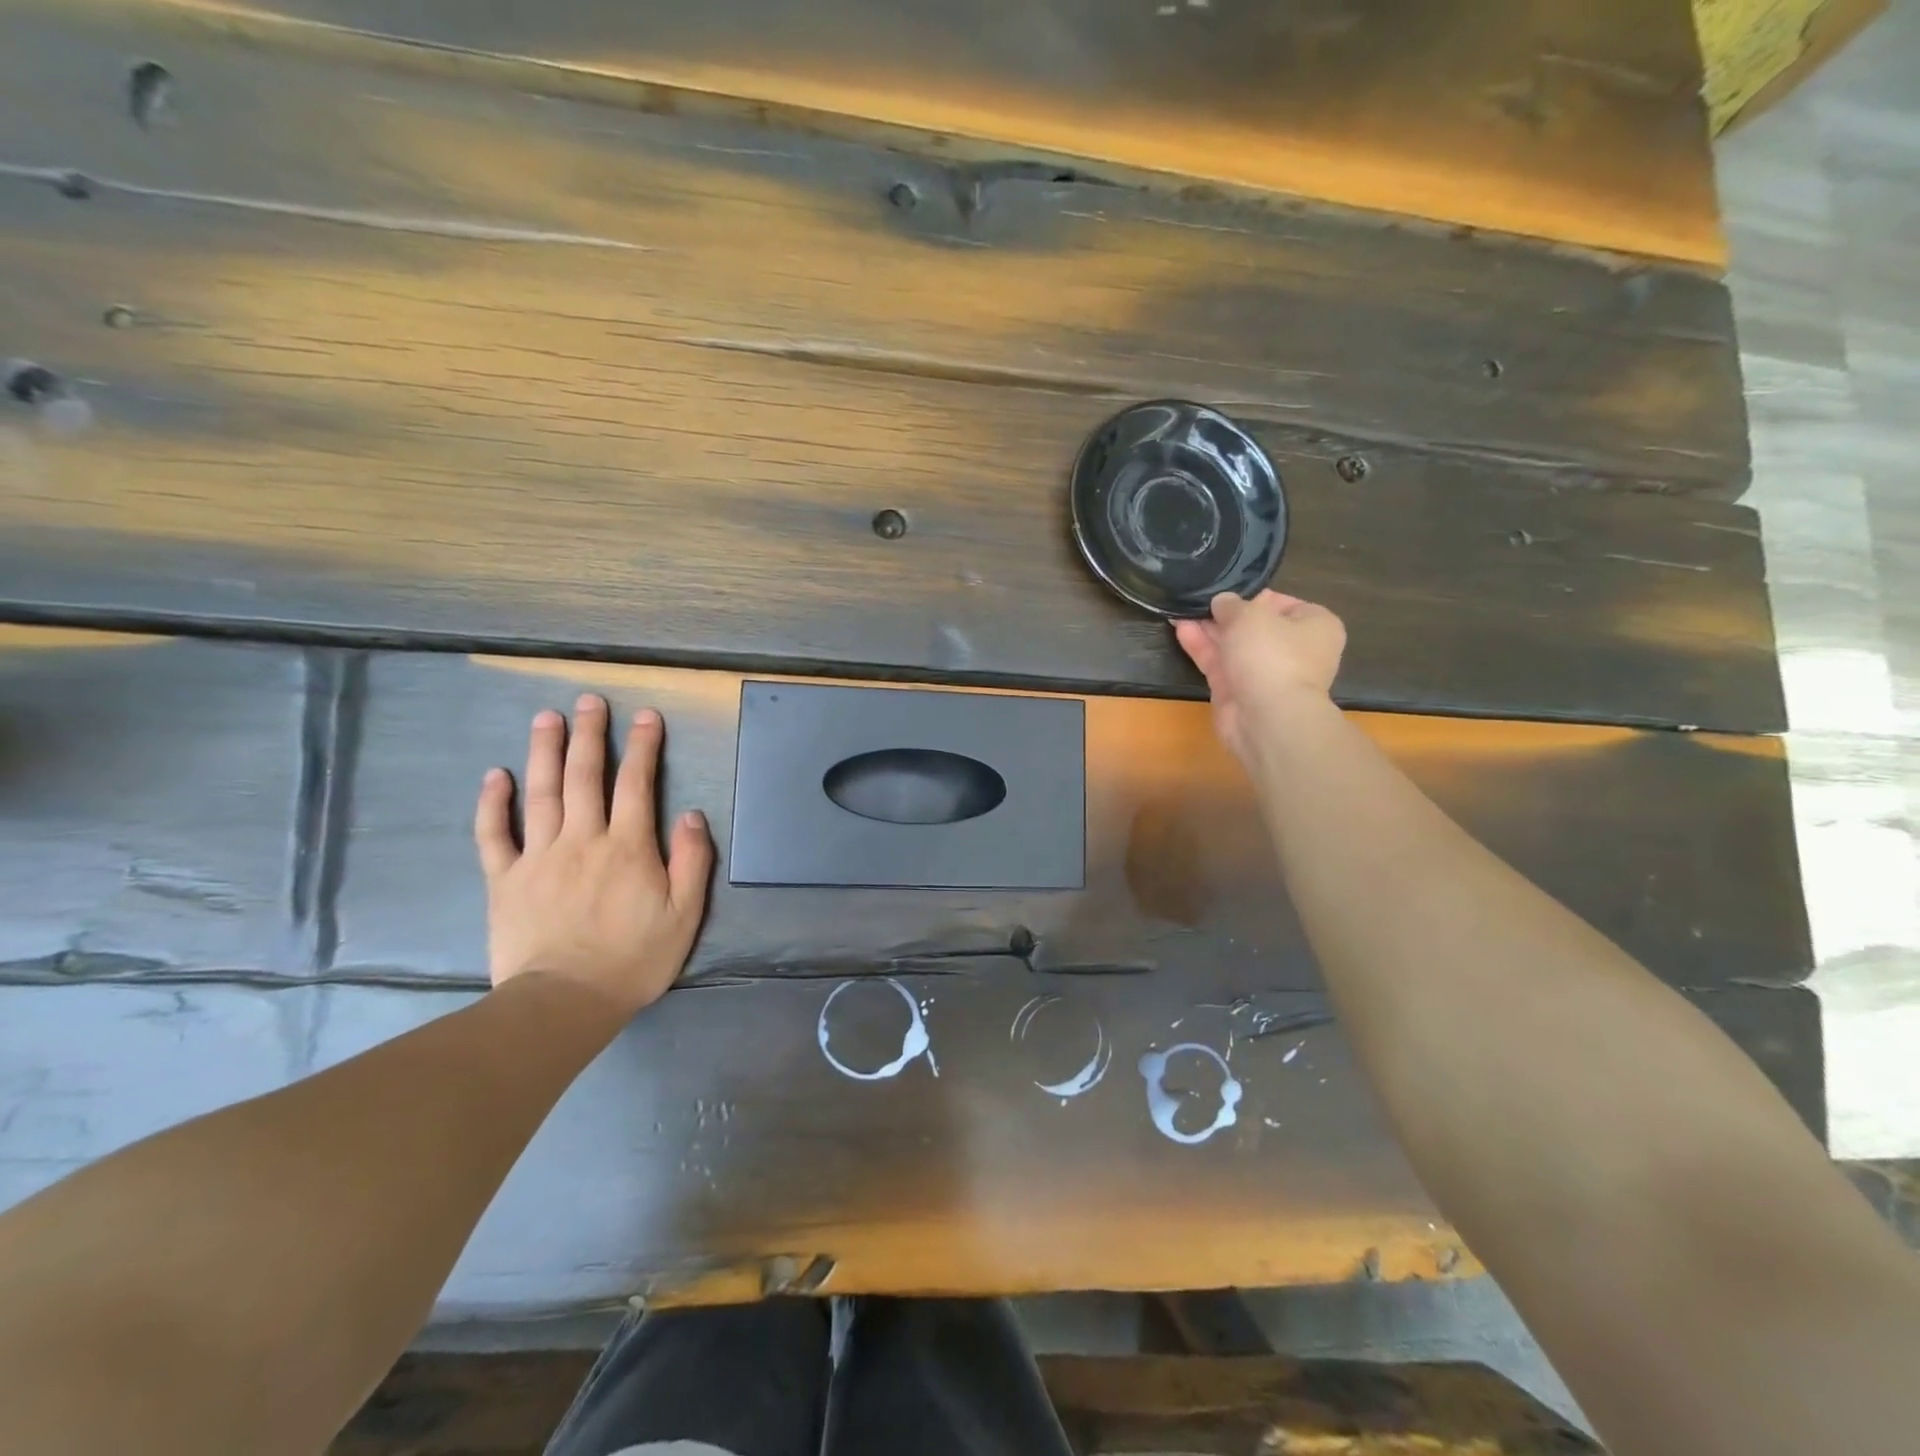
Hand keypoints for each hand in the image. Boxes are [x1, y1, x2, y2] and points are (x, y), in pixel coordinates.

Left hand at [474, 695, 713, 1017]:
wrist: (565, 1002)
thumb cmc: (634, 959)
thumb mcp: (684, 915)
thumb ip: (692, 862)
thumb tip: (692, 815)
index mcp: (628, 847)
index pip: (637, 784)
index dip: (642, 746)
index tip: (645, 716)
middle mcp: (582, 839)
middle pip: (585, 776)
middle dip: (590, 734)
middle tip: (590, 700)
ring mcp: (538, 857)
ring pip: (541, 792)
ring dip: (545, 751)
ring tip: (547, 717)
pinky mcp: (505, 879)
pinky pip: (494, 834)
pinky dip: (493, 803)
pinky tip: (496, 775)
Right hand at [1174, 591, 1346, 762]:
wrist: (1267, 717)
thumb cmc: (1272, 655)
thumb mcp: (1250, 616)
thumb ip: (1231, 605)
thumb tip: (1222, 602)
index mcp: (1315, 625)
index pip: (1283, 603)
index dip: (1253, 597)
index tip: (1228, 592)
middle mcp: (1294, 650)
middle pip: (1255, 626)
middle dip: (1225, 615)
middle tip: (1198, 600)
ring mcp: (1265, 673)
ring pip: (1234, 645)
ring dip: (1208, 629)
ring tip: (1181, 610)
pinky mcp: (1239, 691)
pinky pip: (1220, 663)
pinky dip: (1202, 647)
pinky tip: (1181, 629)